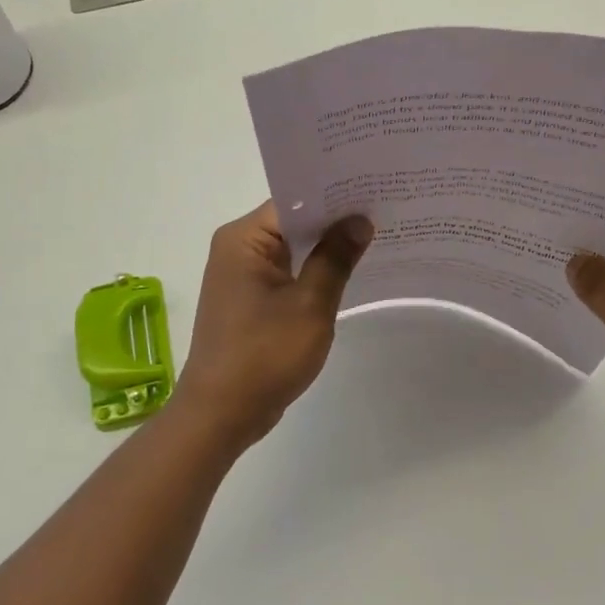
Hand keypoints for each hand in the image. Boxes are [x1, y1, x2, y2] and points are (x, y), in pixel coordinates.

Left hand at [175, 203, 372, 449]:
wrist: (220, 415)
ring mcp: (241, 275)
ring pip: (292, 248)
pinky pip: (287, 272)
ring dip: (326, 247)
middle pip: (293, 222)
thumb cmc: (264, 355)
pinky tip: (349, 271)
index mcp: (243, 239)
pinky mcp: (249, 299)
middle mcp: (237, 248)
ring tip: (377, 236)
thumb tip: (360, 220)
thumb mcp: (310, 304)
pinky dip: (313, 271)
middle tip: (384, 210)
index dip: (335, 196)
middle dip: (335, 220)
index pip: (295, 201)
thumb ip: (335, 258)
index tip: (374, 190)